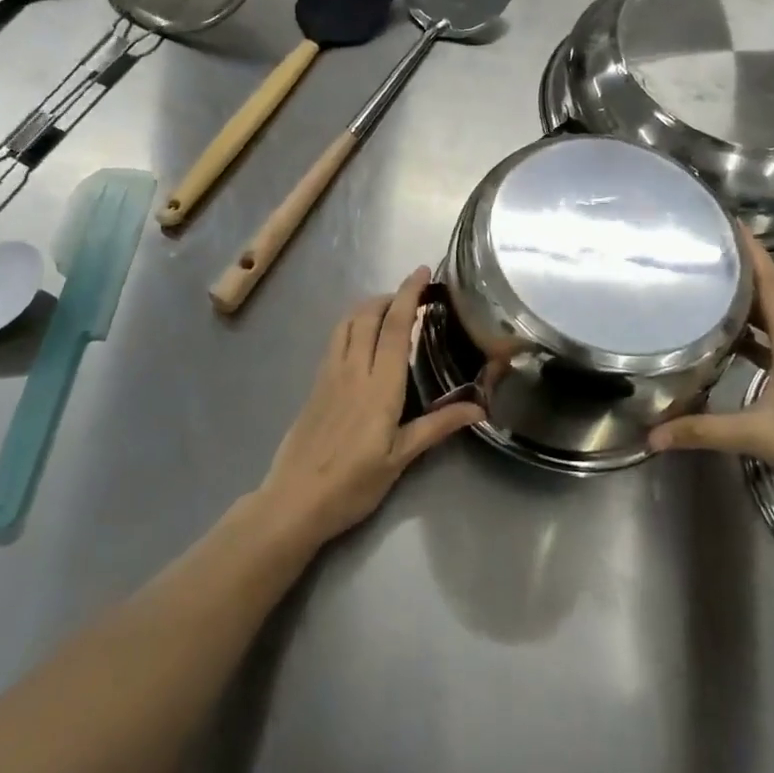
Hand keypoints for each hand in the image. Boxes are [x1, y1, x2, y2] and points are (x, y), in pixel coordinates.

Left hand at [256, 267, 482, 549]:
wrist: (294, 500)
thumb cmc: (353, 483)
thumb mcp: (401, 458)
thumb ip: (438, 426)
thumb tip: (479, 408)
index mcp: (380, 385)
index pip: (395, 326)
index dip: (409, 294)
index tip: (423, 272)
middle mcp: (353, 369)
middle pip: (368, 315)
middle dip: (390, 295)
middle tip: (413, 294)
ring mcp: (329, 375)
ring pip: (347, 323)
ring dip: (368, 307)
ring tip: (389, 310)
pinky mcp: (315, 385)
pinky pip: (335, 340)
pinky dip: (352, 324)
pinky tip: (362, 339)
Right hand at [648, 229, 773, 510]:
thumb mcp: (759, 436)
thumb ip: (704, 431)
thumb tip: (652, 436)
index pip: (772, 284)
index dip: (751, 252)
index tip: (728, 222)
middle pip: (772, 295)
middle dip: (742, 271)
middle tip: (704, 253)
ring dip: (748, 303)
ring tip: (711, 290)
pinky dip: (757, 334)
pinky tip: (734, 343)